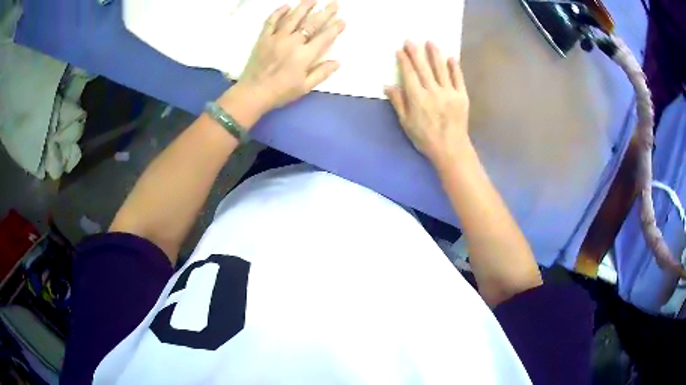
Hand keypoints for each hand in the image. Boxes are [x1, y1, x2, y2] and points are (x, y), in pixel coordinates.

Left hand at [238, 0, 344, 109]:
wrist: (253, 93)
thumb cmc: (281, 92)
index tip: (342, 20)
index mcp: (304, 55)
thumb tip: (337, 62)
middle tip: (334, 3)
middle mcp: (292, 42)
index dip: (334, 28)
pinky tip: (286, 6)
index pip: (324, 37)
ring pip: (293, 18)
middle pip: (311, 24)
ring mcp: (276, 38)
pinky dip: (278, 12)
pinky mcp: (263, 38)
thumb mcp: (305, 87)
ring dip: (304, 7)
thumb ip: (321, 73)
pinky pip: (271, 21)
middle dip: (325, 13)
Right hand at [385, 41, 469, 166]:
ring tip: (430, 42)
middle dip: (416, 52)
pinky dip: (454, 67)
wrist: (451, 149)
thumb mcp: (406, 123)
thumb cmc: (425, 138)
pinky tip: (451, 57)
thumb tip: (387, 85)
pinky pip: (458, 78)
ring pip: (440, 69)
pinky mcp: (462, 96)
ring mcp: (449, 92)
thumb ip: (398, 102)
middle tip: (411, 40)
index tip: (400, 50)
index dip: (404, 61)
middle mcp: (433, 91)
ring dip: (435, 54)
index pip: (409, 74)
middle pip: (423, 67)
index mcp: (417, 98)